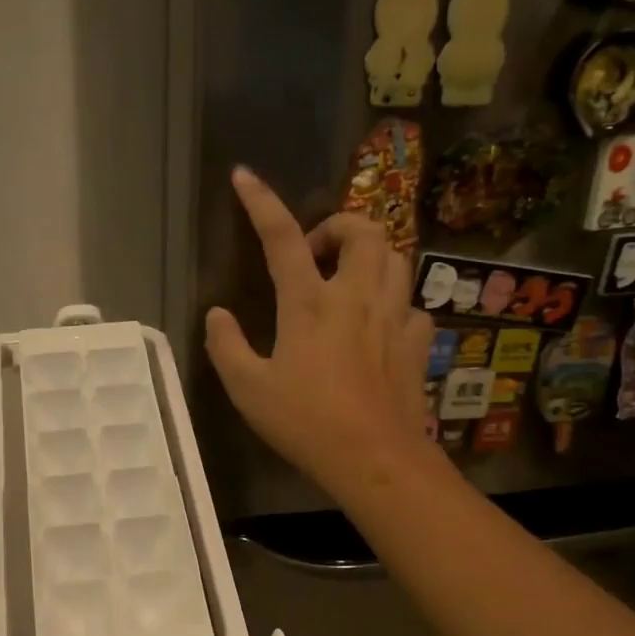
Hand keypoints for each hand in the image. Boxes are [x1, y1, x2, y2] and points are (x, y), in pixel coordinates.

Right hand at [205, 166, 433, 498]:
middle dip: (339, 225)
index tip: (245, 177)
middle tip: (315, 254)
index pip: (282, 236)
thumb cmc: (305, 422)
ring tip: (347, 280)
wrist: (374, 459)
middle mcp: (356, 296)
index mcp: (309, 302)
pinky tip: (379, 326)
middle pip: (363, 230)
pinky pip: (411, 304)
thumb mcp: (248, 388)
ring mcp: (393, 316)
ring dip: (370, 255)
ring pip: (395, 258)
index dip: (261, 202)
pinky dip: (393, 303)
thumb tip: (217, 314)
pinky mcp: (416, 342)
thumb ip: (226, 345)